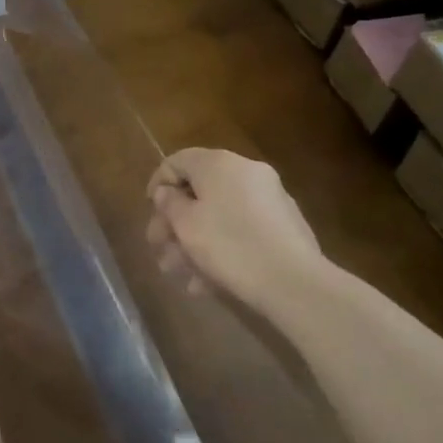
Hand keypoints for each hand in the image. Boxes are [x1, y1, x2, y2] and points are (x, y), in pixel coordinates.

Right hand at [146, 148, 330, 313]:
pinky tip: (208, 282)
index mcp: (219, 164)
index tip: (149, 211)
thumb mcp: (186, 225)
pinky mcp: (284, 226)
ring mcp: (270, 199)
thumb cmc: (229, 246)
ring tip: (181, 275)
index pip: (178, 160)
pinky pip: (242, 229)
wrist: (294, 281)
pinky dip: (222, 248)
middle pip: (200, 191)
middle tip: (160, 249)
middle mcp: (246, 172)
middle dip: (175, 223)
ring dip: (195, 242)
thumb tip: (167, 192)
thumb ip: (170, 204)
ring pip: (220, 215)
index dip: (158, 184)